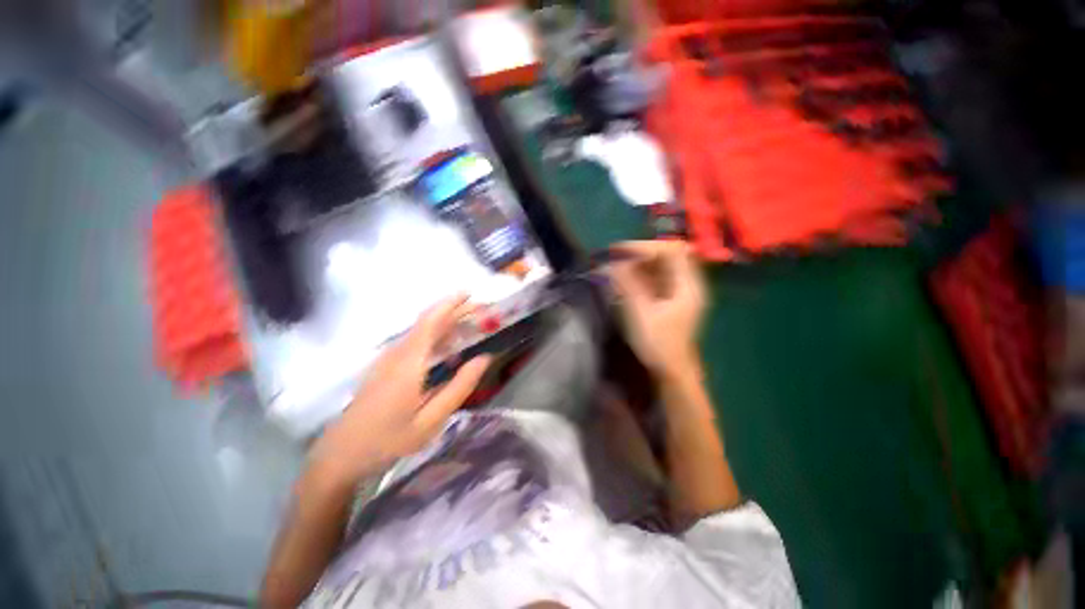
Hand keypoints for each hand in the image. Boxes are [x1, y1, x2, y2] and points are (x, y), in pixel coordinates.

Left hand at [309, 295, 490, 486]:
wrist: (339, 456)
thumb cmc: (388, 440)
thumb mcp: (431, 420)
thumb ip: (460, 387)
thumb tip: (484, 358)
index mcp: (408, 363)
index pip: (430, 321)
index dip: (450, 304)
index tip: (470, 294)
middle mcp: (396, 354)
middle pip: (427, 322)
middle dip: (453, 311)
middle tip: (480, 312)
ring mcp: (387, 359)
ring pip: (420, 332)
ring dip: (446, 324)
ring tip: (470, 327)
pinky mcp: (384, 367)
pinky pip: (414, 343)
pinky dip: (435, 337)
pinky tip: (447, 350)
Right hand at [607, 241, 705, 383]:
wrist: (672, 371)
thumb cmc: (659, 344)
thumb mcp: (641, 313)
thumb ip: (629, 286)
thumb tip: (614, 263)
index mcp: (688, 285)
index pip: (672, 250)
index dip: (646, 246)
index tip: (621, 251)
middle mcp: (688, 283)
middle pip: (667, 255)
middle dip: (640, 253)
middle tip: (616, 258)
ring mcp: (680, 291)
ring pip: (661, 266)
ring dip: (639, 263)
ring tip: (617, 267)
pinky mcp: (671, 298)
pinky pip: (657, 278)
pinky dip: (641, 275)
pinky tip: (626, 279)